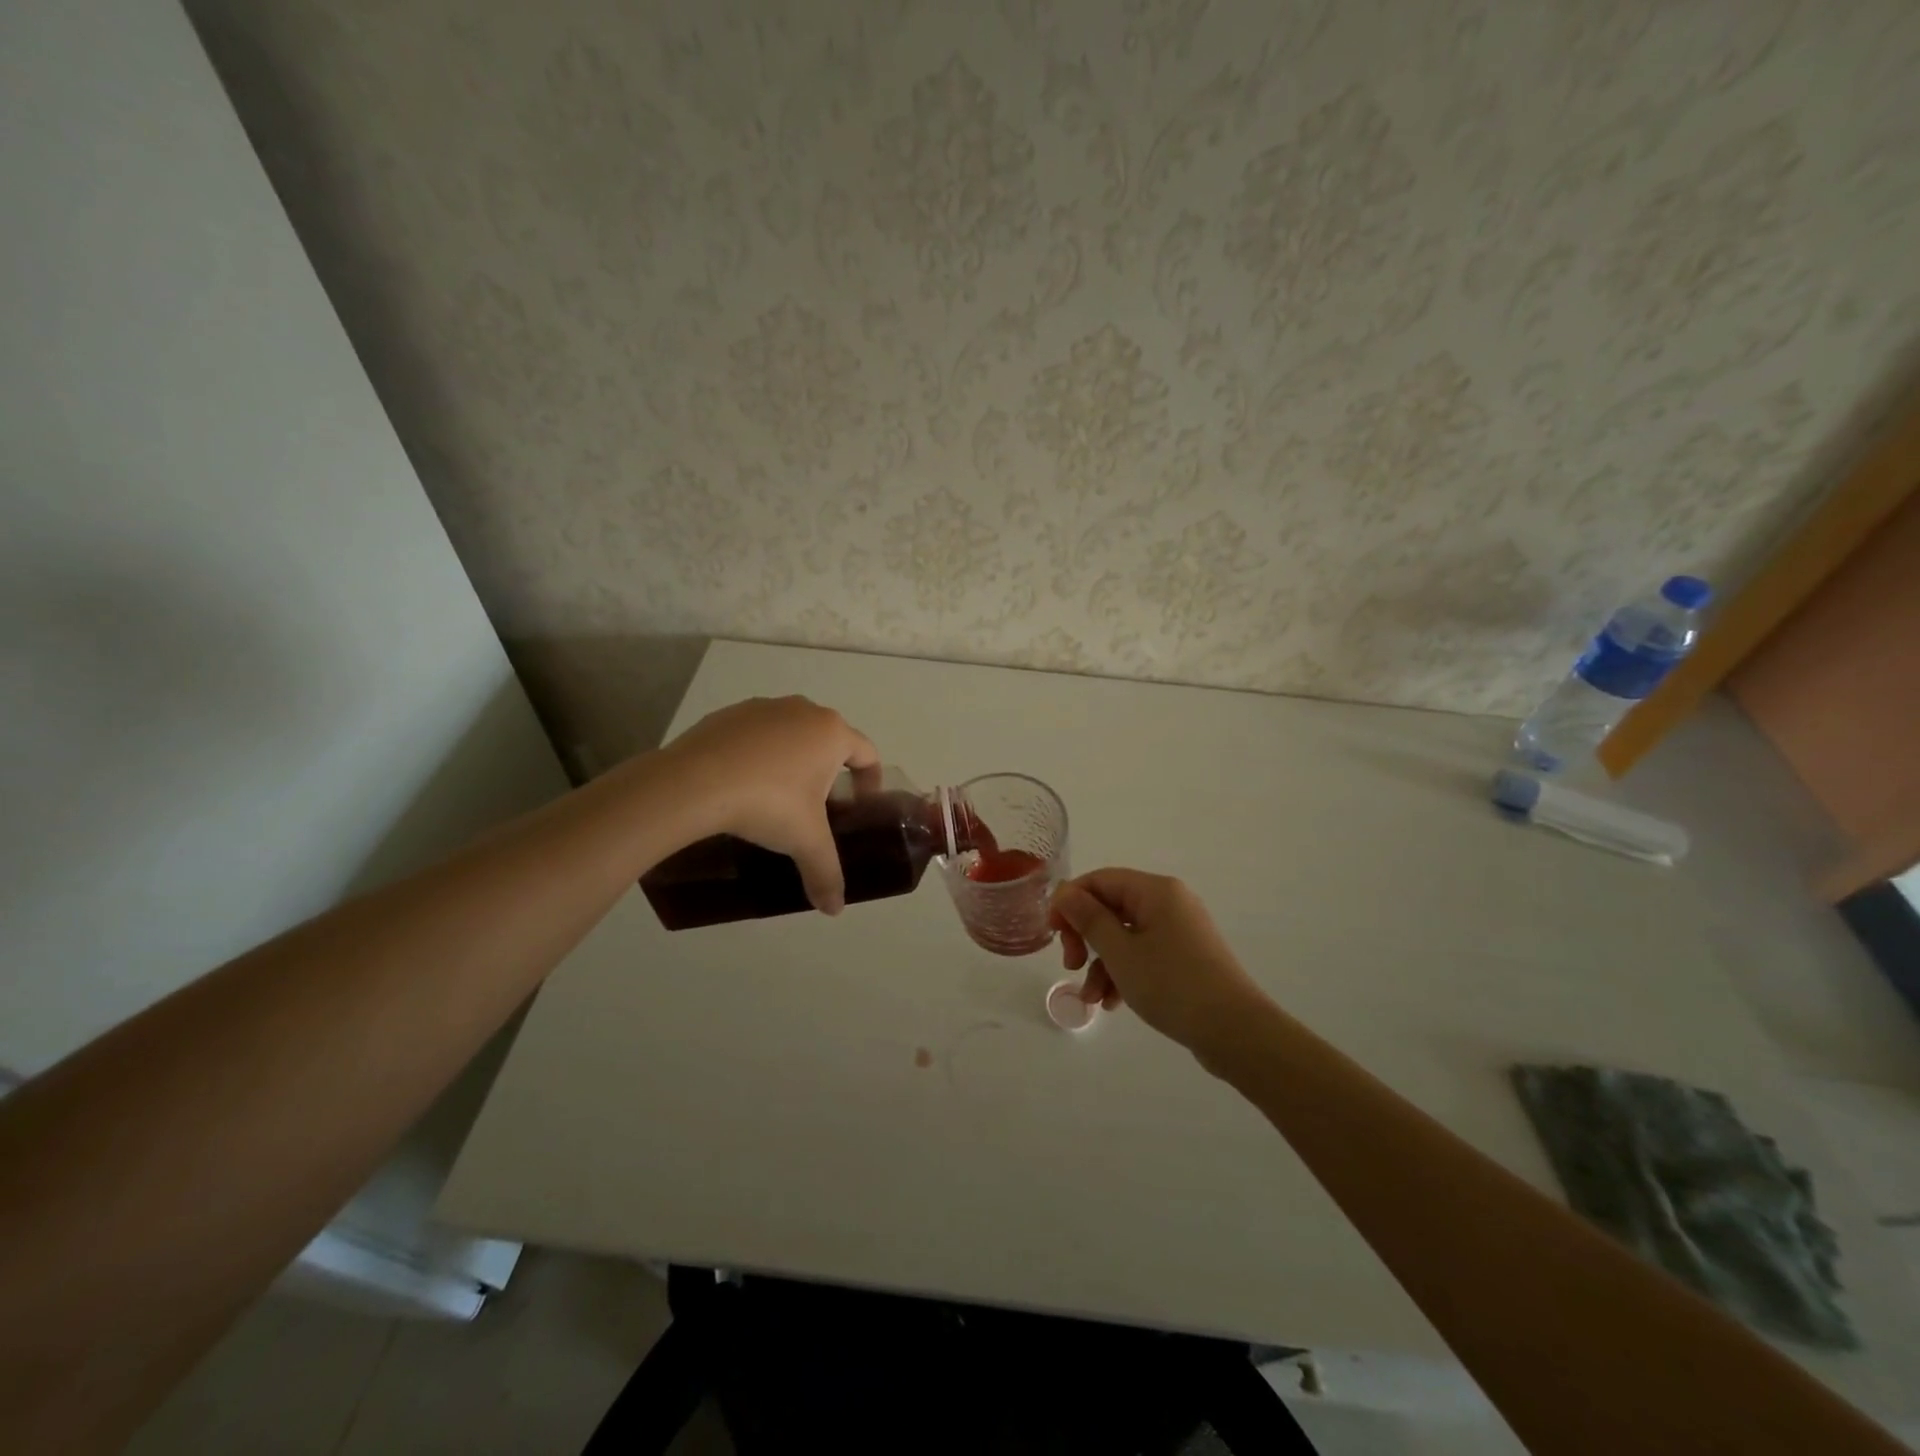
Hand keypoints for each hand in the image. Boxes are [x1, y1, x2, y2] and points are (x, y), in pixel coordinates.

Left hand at [661, 696, 879, 914]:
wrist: (693, 783)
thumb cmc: (767, 804)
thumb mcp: (804, 841)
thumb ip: (826, 873)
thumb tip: (834, 909)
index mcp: (831, 733)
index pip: (867, 754)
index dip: (870, 783)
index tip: (858, 807)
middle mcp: (803, 710)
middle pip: (829, 740)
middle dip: (829, 771)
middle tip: (818, 807)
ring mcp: (764, 707)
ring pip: (792, 733)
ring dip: (794, 759)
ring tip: (777, 796)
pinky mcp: (729, 713)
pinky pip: (757, 734)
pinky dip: (758, 754)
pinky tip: (742, 784)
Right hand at [1050, 869, 1270, 1053]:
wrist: (1236, 1032)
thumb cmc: (1173, 985)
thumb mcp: (1120, 953)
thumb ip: (1088, 919)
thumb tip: (1065, 892)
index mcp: (1155, 891)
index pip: (1100, 880)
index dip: (1070, 902)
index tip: (1052, 933)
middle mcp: (1169, 902)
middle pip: (1111, 907)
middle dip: (1085, 937)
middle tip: (1070, 965)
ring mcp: (1180, 930)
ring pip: (1125, 935)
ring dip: (1102, 963)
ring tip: (1092, 999)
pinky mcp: (1186, 957)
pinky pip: (1144, 954)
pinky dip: (1124, 973)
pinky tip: (1113, 1003)